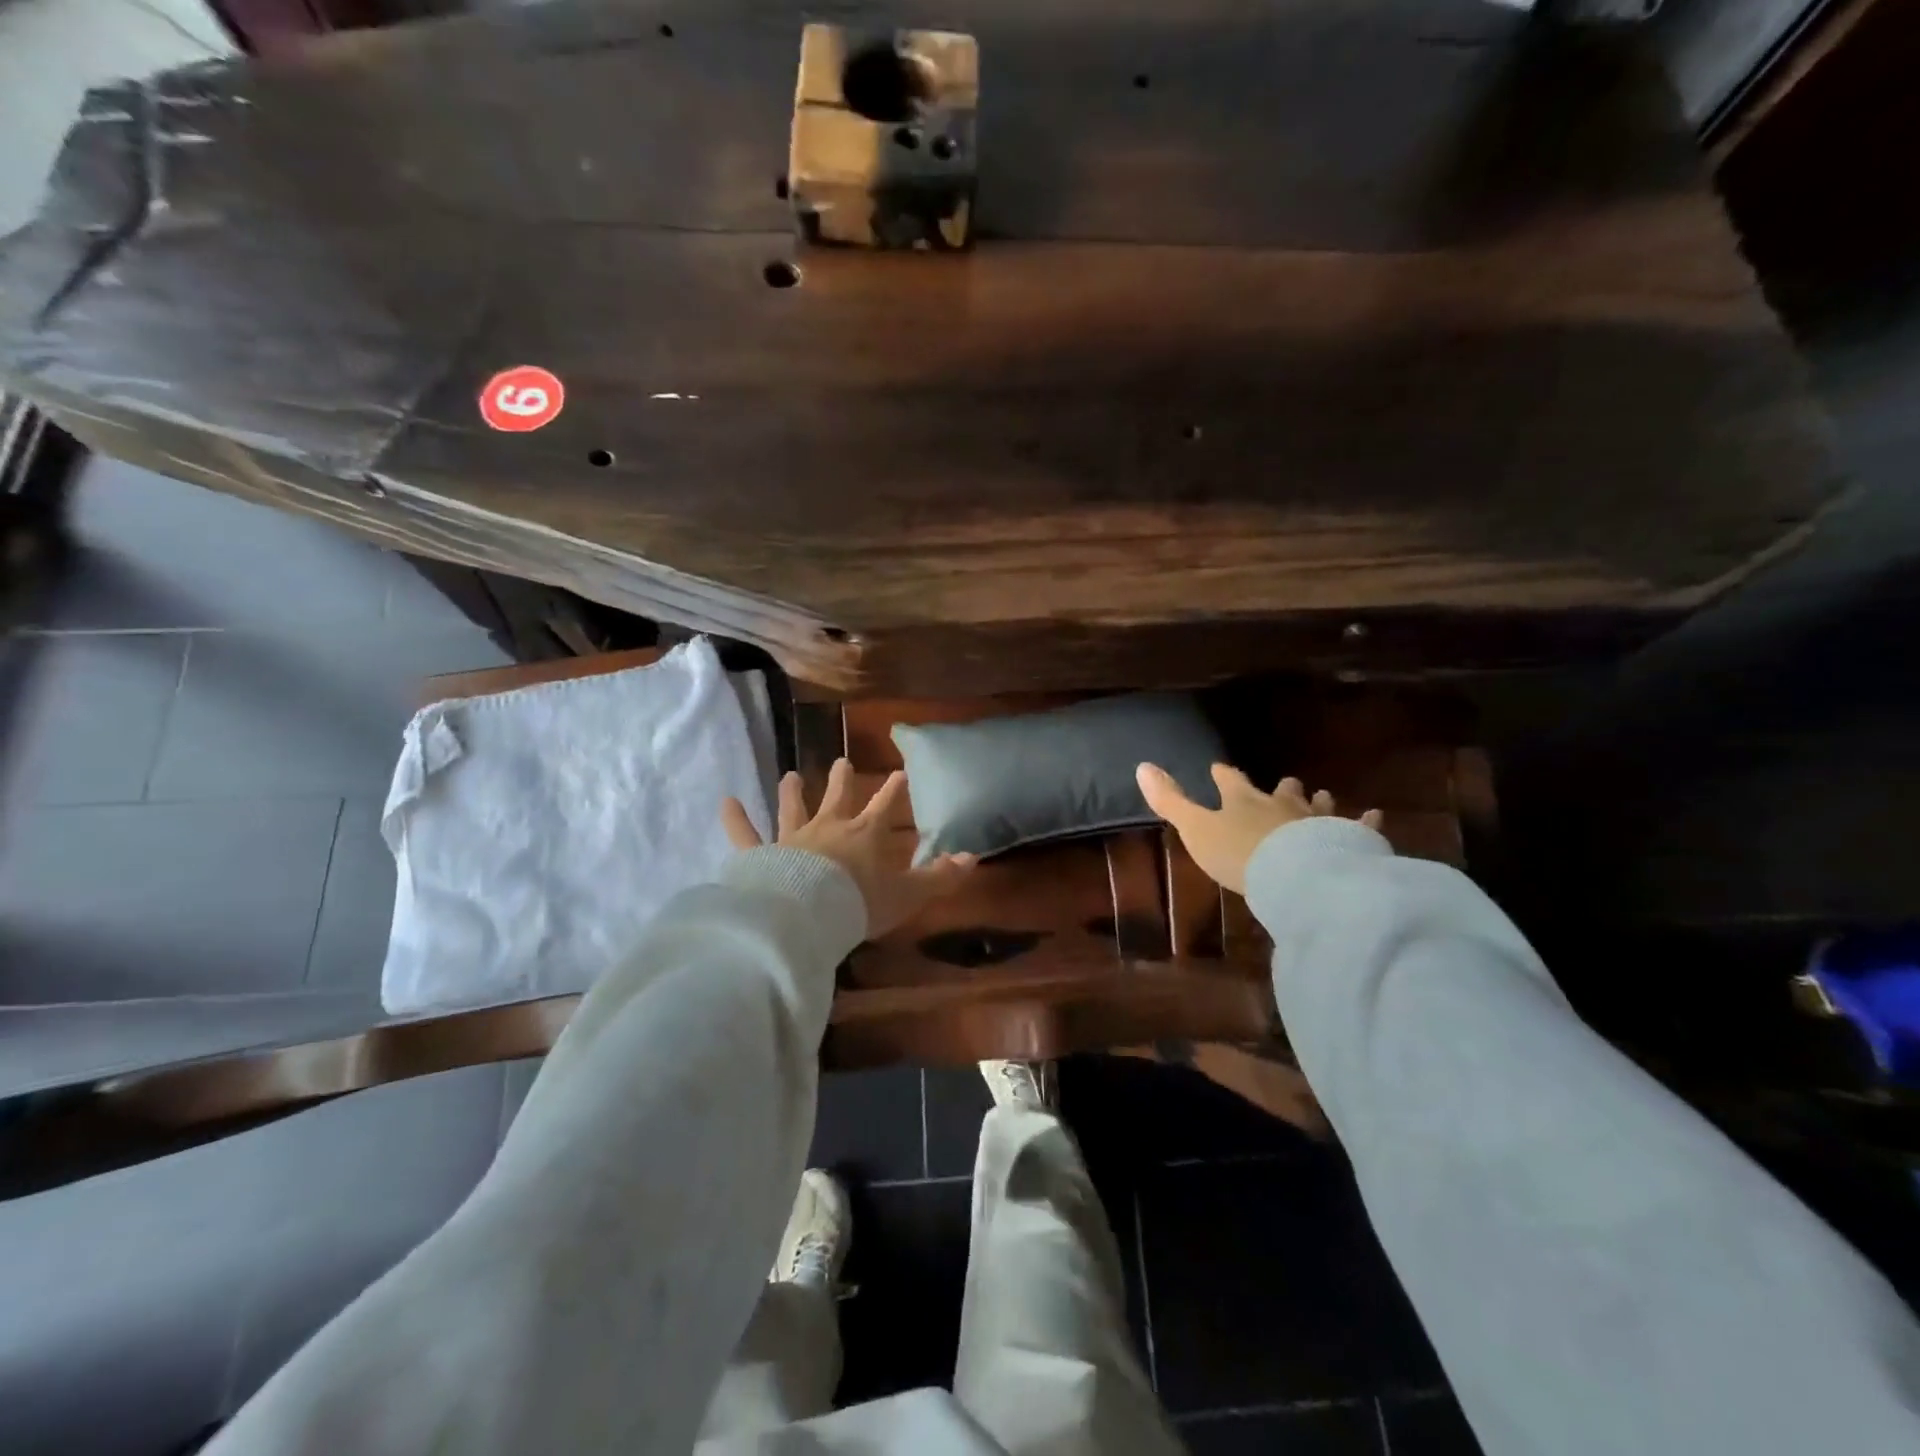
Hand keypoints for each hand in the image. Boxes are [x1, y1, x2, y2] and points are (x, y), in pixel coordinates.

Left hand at [722, 759, 976, 938]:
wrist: (807, 914)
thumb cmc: (860, 902)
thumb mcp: (908, 894)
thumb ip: (939, 877)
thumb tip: (973, 858)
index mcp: (864, 836)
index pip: (884, 807)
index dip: (892, 790)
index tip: (899, 771)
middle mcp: (828, 828)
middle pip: (837, 798)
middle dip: (841, 780)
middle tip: (841, 760)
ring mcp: (792, 839)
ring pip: (792, 809)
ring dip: (791, 792)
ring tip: (789, 774)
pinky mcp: (761, 855)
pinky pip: (746, 835)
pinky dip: (736, 819)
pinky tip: (726, 802)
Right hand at [1137, 762, 1382, 893]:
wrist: (1298, 875)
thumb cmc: (1239, 854)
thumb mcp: (1195, 829)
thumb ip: (1170, 801)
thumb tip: (1141, 765)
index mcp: (1243, 800)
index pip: (1230, 781)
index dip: (1223, 774)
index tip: (1218, 767)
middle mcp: (1281, 804)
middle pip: (1280, 790)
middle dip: (1280, 787)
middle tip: (1285, 782)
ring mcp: (1317, 820)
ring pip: (1318, 805)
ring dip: (1318, 800)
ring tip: (1323, 794)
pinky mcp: (1347, 839)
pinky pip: (1360, 826)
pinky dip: (1366, 821)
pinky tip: (1375, 815)